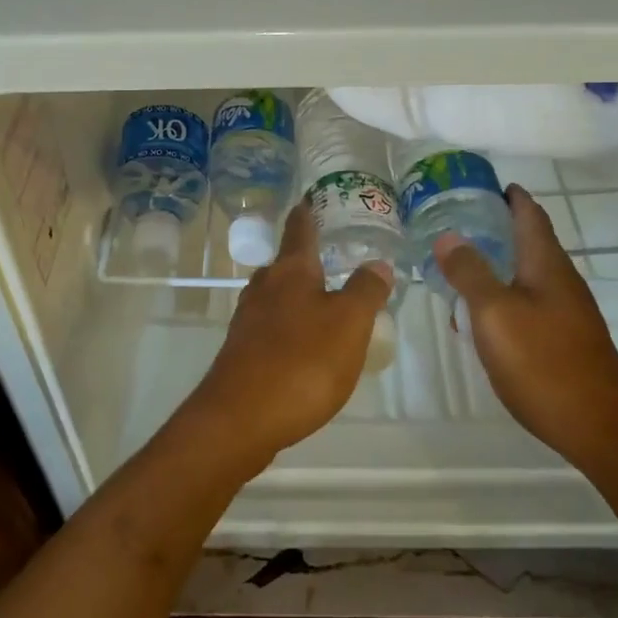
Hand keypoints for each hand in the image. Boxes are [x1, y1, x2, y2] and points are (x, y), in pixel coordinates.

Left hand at [176, 202, 393, 472]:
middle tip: (330, 255)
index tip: (310, 198)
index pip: (300, 229)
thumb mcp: (350, 323)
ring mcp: (248, 320)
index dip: (307, 212)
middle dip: (304, 257)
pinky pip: (270, 327)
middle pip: (285, 263)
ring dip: (296, 293)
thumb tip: (377, 263)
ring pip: (275, 295)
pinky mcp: (242, 352)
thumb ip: (366, 291)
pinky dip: (289, 325)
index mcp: (291, 271)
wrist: (240, 419)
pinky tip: (303, 344)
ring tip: (321, 299)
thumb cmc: (302, 362)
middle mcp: (264, 287)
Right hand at [434, 184, 617, 462]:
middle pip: (529, 241)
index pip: (530, 214)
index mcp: (546, 264)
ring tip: (457, 264)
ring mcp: (566, 312)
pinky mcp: (563, 340)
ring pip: (526, 274)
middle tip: (455, 221)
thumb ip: (470, 273)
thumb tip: (448, 236)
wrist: (601, 428)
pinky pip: (527, 303)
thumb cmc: (544, 362)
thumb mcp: (495, 313)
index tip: (482, 183)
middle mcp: (560, 281)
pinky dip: (501, 295)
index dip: (509, 196)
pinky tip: (479, 315)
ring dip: (495, 263)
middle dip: (496, 227)